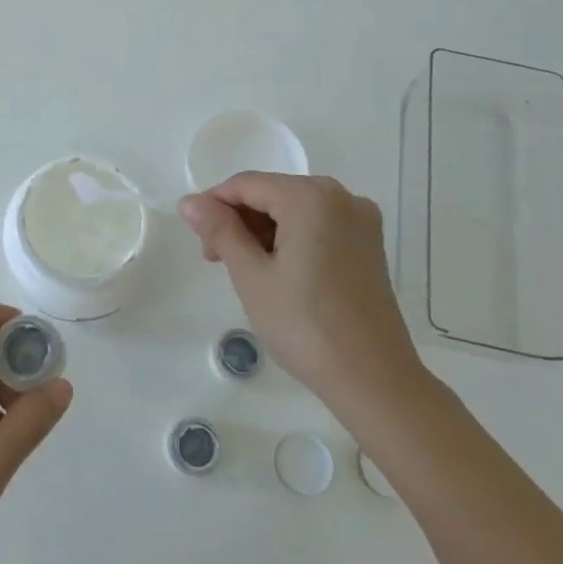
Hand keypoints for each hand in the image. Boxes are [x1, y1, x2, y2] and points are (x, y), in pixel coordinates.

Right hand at [179, 173, 423, 410]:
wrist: (373, 379)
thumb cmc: (304, 325)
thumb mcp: (251, 276)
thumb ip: (220, 231)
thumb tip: (190, 202)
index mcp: (311, 197)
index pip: (247, 184)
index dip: (214, 204)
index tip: (195, 237)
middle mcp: (341, 197)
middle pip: (273, 193)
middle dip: (239, 220)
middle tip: (215, 260)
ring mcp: (360, 221)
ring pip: (295, 211)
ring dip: (263, 231)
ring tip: (244, 271)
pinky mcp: (369, 245)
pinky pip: (318, 226)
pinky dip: (291, 239)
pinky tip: (277, 272)